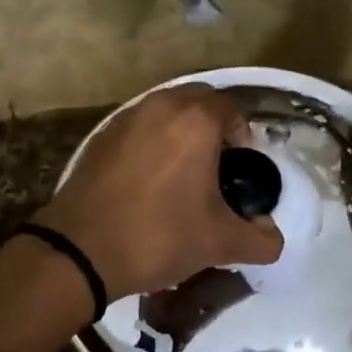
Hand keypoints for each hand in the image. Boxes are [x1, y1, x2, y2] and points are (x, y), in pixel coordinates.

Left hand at [36, 84, 283, 299]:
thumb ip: (260, 239)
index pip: (231, 109)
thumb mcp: (220, 243)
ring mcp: (126, 118)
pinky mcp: (100, 136)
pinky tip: (148, 180)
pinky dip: (151, 142)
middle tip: (216, 166)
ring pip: (165, 111)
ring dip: (180, 131)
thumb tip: (271, 235)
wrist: (80, 250)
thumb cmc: (159, 235)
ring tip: (182, 173)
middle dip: (213, 126)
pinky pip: (138, 127)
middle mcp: (161, 106)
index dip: (243, 135)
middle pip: (198, 101)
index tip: (242, 167)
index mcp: (195, 120)